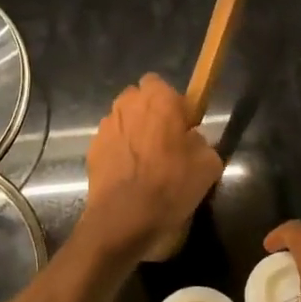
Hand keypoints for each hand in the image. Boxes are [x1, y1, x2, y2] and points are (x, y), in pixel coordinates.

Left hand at [82, 73, 222, 259]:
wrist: (124, 218)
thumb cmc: (171, 184)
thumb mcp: (208, 164)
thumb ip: (200, 141)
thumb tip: (190, 140)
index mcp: (158, 99)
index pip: (160, 83)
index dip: (172, 103)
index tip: (182, 126)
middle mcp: (127, 104)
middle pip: (138, 100)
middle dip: (150, 114)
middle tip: (166, 143)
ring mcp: (105, 127)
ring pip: (123, 121)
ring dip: (133, 133)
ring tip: (146, 164)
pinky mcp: (92, 149)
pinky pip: (111, 143)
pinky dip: (119, 153)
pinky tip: (129, 177)